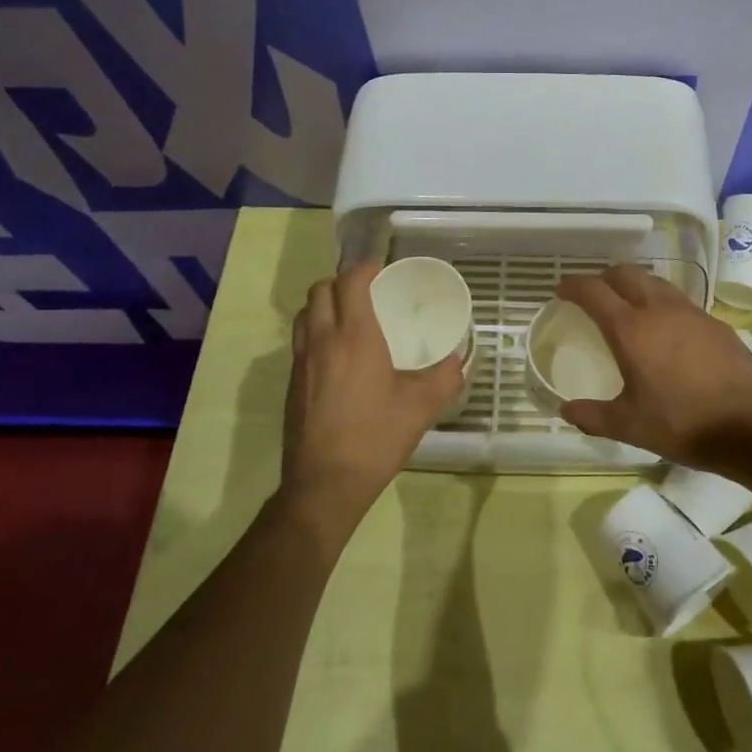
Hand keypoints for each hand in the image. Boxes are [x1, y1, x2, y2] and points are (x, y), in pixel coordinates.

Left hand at [280, 261, 466, 538]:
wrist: (325, 483)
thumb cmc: (376, 437)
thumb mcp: (422, 407)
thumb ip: (446, 377)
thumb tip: (459, 360)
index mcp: (354, 336)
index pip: (350, 281)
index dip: (365, 268)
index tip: (383, 271)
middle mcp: (322, 340)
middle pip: (320, 290)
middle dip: (342, 282)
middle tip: (367, 292)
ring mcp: (301, 362)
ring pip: (304, 314)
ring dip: (324, 305)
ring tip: (349, 318)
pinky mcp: (291, 383)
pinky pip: (300, 341)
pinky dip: (316, 331)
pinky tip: (337, 356)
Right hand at [556, 265, 751, 471]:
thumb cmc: (683, 424)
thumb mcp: (630, 426)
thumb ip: (593, 416)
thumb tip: (566, 411)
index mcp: (631, 329)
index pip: (594, 291)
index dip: (574, 286)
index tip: (562, 290)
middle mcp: (660, 309)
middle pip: (627, 273)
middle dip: (605, 277)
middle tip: (595, 295)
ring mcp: (692, 313)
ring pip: (656, 282)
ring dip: (636, 286)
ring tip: (630, 308)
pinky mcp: (717, 323)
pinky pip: (680, 301)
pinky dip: (663, 304)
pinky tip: (668, 332)